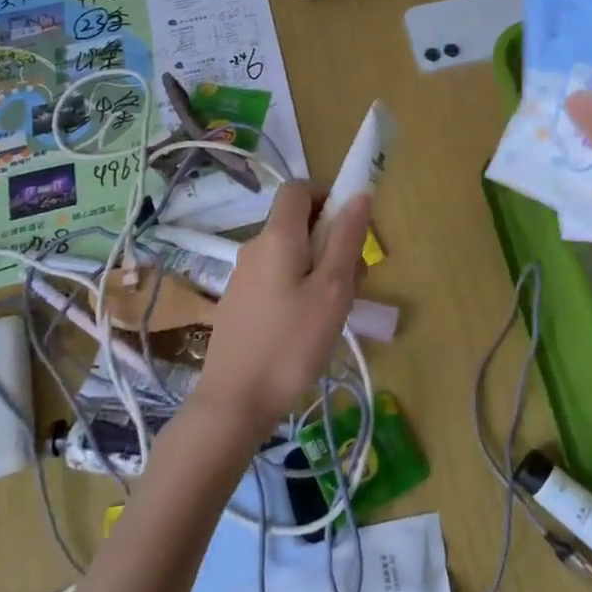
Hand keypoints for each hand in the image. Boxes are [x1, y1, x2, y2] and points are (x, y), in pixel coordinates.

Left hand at [193, 182, 370, 440]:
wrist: (233, 403)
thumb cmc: (290, 344)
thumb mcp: (332, 291)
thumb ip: (346, 239)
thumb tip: (358, 194)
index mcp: (277, 237)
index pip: (298, 189)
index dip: (328, 196)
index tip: (351, 228)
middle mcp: (255, 248)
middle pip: (297, 223)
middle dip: (331, 240)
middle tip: (354, 281)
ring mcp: (243, 277)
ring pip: (290, 254)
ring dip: (319, 268)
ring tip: (335, 311)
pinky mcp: (239, 303)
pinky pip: (276, 277)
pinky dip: (299, 287)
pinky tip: (308, 327)